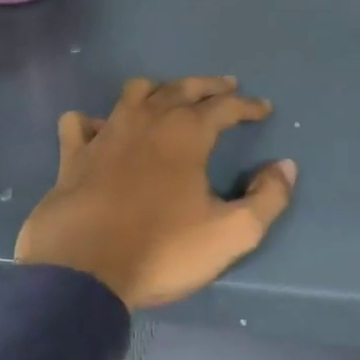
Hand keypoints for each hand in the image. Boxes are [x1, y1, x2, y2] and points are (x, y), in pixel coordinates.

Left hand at [14, 76, 296, 309]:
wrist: (83, 274)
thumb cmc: (163, 251)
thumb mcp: (232, 234)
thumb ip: (268, 198)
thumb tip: (286, 167)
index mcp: (186, 134)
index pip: (225, 107)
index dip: (248, 106)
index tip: (263, 109)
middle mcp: (146, 122)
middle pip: (180, 88)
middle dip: (208, 86)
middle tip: (226, 86)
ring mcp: (105, 135)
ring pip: (133, 93)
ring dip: (158, 90)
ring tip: (170, 99)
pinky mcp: (73, 157)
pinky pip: (81, 123)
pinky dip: (95, 121)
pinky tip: (103, 131)